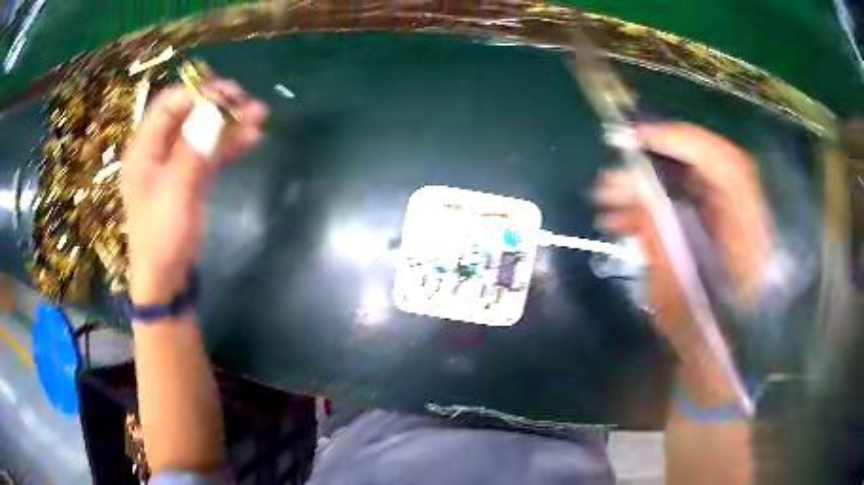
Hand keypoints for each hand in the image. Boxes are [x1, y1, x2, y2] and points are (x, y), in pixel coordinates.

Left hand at [122, 80, 267, 304]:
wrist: (166, 279)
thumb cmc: (161, 238)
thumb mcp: (174, 192)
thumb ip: (192, 148)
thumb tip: (215, 108)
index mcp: (144, 149)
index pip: (168, 105)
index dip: (197, 94)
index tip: (228, 94)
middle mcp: (158, 150)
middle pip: (188, 114)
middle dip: (218, 105)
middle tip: (247, 103)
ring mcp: (175, 163)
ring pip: (203, 131)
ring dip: (229, 123)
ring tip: (259, 117)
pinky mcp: (190, 177)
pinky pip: (210, 152)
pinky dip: (229, 144)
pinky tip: (252, 138)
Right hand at [594, 123, 774, 345]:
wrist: (723, 365)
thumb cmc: (705, 343)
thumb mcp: (677, 297)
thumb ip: (658, 237)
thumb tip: (631, 185)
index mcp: (749, 238)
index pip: (725, 165)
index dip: (683, 141)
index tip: (638, 138)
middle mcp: (745, 220)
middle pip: (706, 166)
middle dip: (657, 161)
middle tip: (614, 171)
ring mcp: (733, 224)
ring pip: (692, 183)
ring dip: (650, 185)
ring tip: (607, 202)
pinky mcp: (719, 231)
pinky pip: (687, 204)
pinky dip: (657, 205)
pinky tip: (623, 220)